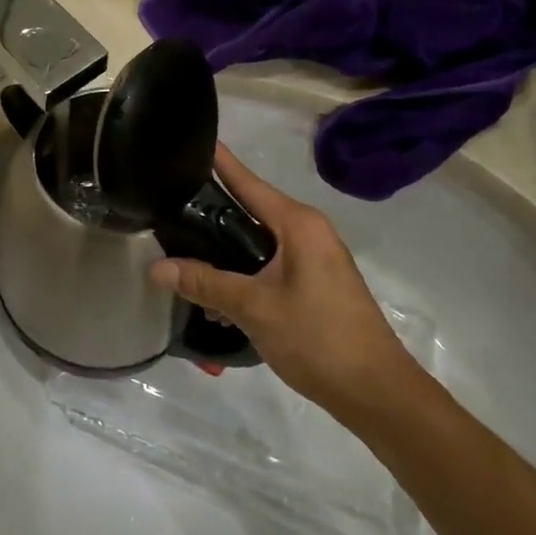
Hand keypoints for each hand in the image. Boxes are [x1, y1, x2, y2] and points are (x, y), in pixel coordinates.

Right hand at [149, 146, 423, 425]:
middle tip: (166, 202)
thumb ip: (205, 283)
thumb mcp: (254, 308)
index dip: (219, 161)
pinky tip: (212, 292)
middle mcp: (308, 232)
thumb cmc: (319, 339)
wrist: (378, 394)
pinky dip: (241, 272)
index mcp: (298, 225)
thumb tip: (156, 268)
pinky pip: (268, 264)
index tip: (192, 140)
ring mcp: (314, 259)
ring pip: (256, 242)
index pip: (248, 182)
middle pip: (249, 209)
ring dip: (223, 250)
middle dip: (210, 210)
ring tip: (179, 250)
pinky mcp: (314, 284)